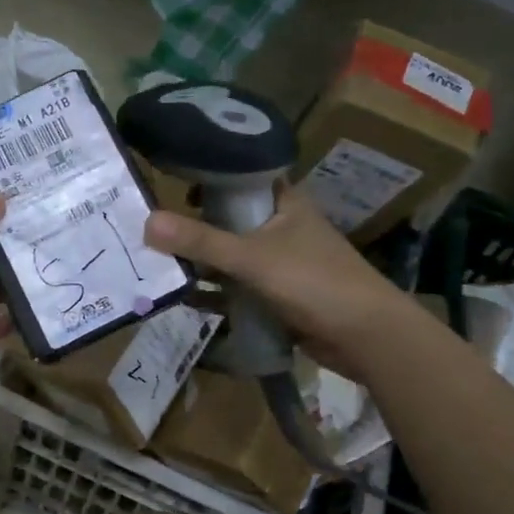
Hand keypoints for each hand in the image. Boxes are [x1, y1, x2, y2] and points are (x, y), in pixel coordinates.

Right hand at [143, 185, 399, 372]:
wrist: (367, 337)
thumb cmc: (313, 282)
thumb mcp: (251, 258)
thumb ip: (200, 241)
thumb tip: (146, 221)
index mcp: (283, 202)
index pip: (239, 176)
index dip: (205, 176)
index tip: (166, 182)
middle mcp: (281, 226)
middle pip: (228, 218)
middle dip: (193, 225)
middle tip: (149, 228)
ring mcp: (280, 261)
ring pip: (231, 254)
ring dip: (201, 261)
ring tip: (156, 262)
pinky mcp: (278, 294)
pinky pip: (238, 287)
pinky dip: (215, 292)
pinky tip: (183, 298)